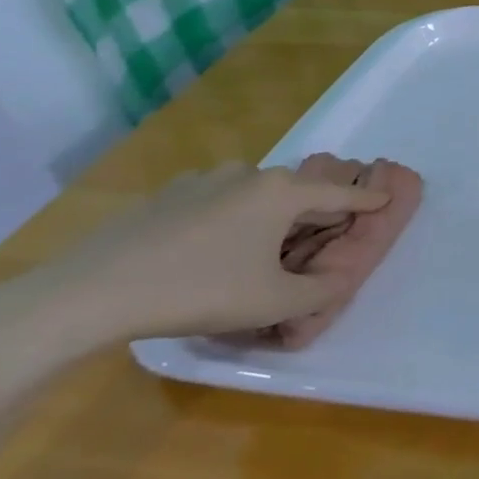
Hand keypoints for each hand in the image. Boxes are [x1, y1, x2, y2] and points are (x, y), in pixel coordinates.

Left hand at [0, 163, 398, 351]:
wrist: (89, 293)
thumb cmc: (199, 291)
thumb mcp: (272, 304)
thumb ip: (319, 292)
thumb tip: (339, 281)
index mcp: (282, 193)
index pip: (340, 195)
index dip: (368, 199)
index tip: (389, 196)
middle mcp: (249, 174)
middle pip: (298, 191)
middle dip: (316, 211)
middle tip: (323, 236)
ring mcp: (203, 180)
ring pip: (256, 194)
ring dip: (271, 214)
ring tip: (264, 246)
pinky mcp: (165, 195)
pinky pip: (217, 201)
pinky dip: (231, 217)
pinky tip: (212, 248)